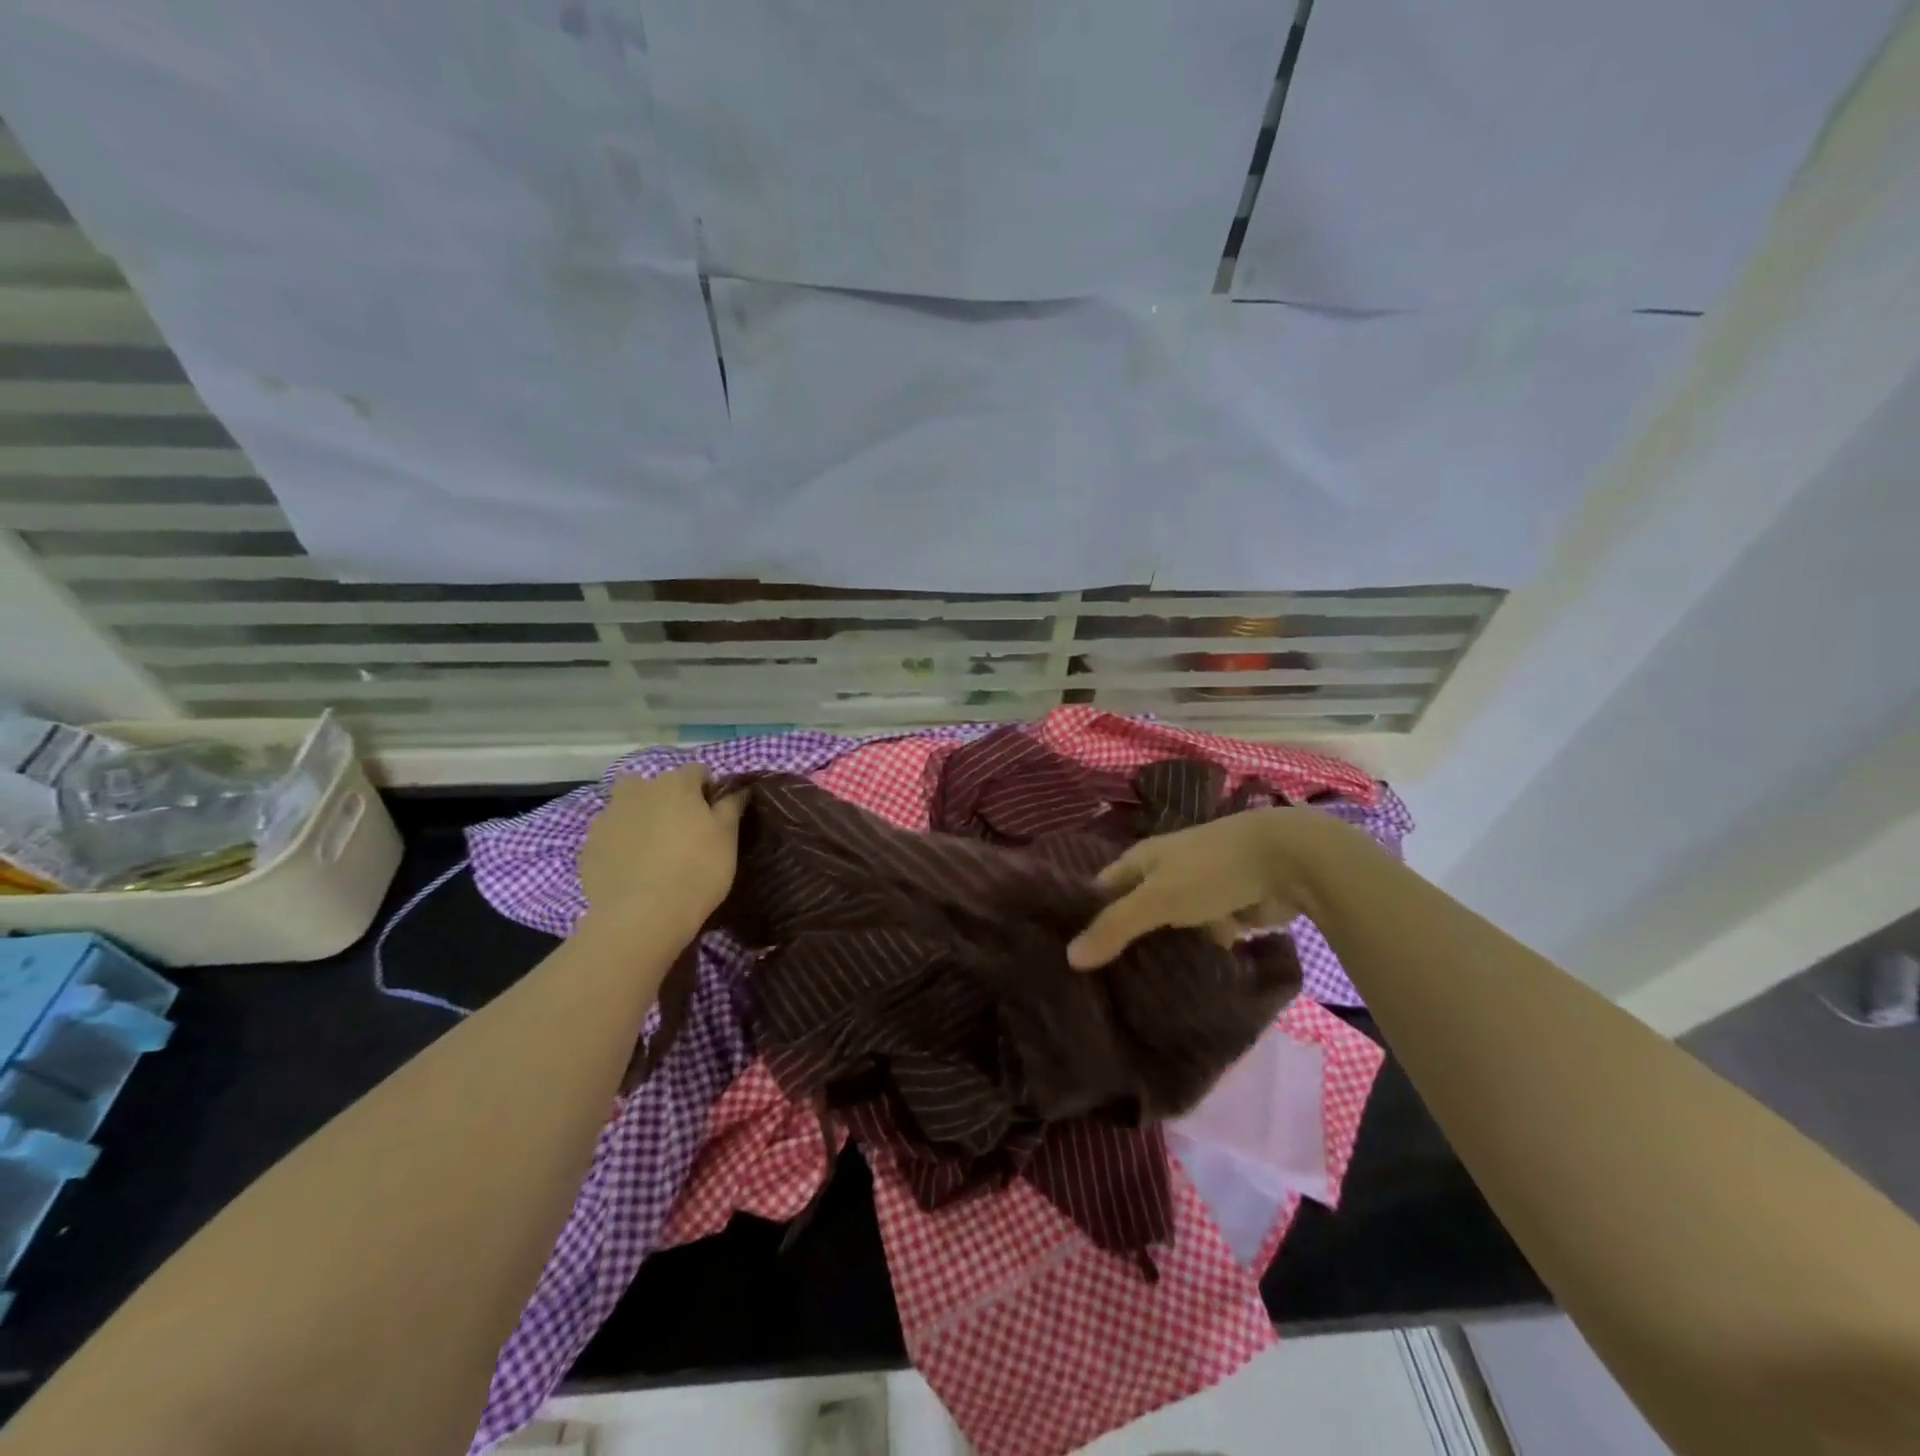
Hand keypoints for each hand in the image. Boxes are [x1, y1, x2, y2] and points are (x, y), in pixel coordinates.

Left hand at [579, 766, 745, 929]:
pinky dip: (621, 845)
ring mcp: (607, 817)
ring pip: (628, 808)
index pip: (698, 771)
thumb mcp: (727, 837)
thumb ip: (731, 806)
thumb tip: (739, 789)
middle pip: (655, 785)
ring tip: (654, 852)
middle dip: (668, 800)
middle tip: (682, 831)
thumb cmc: (697, 869)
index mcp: (674, 783)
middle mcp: (637, 790)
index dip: (709, 790)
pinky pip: (611, 837)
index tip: (716, 815)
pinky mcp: (589, 846)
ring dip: (641, 819)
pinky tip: (633, 870)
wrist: (642, 916)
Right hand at [1067, 809, 1311, 969]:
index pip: (1101, 891)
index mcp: (1141, 860)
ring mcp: (1197, 892)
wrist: (1289, 859)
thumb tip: (1069, 957)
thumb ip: (1115, 927)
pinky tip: (1184, 987)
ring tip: (1136, 995)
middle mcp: (1164, 873)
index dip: (1085, 918)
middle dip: (1123, 943)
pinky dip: (1196, 956)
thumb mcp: (1157, 899)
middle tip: (1099, 988)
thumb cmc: (1212, 870)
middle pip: (1134, 912)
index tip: (1071, 957)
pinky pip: (1201, 939)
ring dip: (1161, 954)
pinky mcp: (1227, 911)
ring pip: (1169, 930)